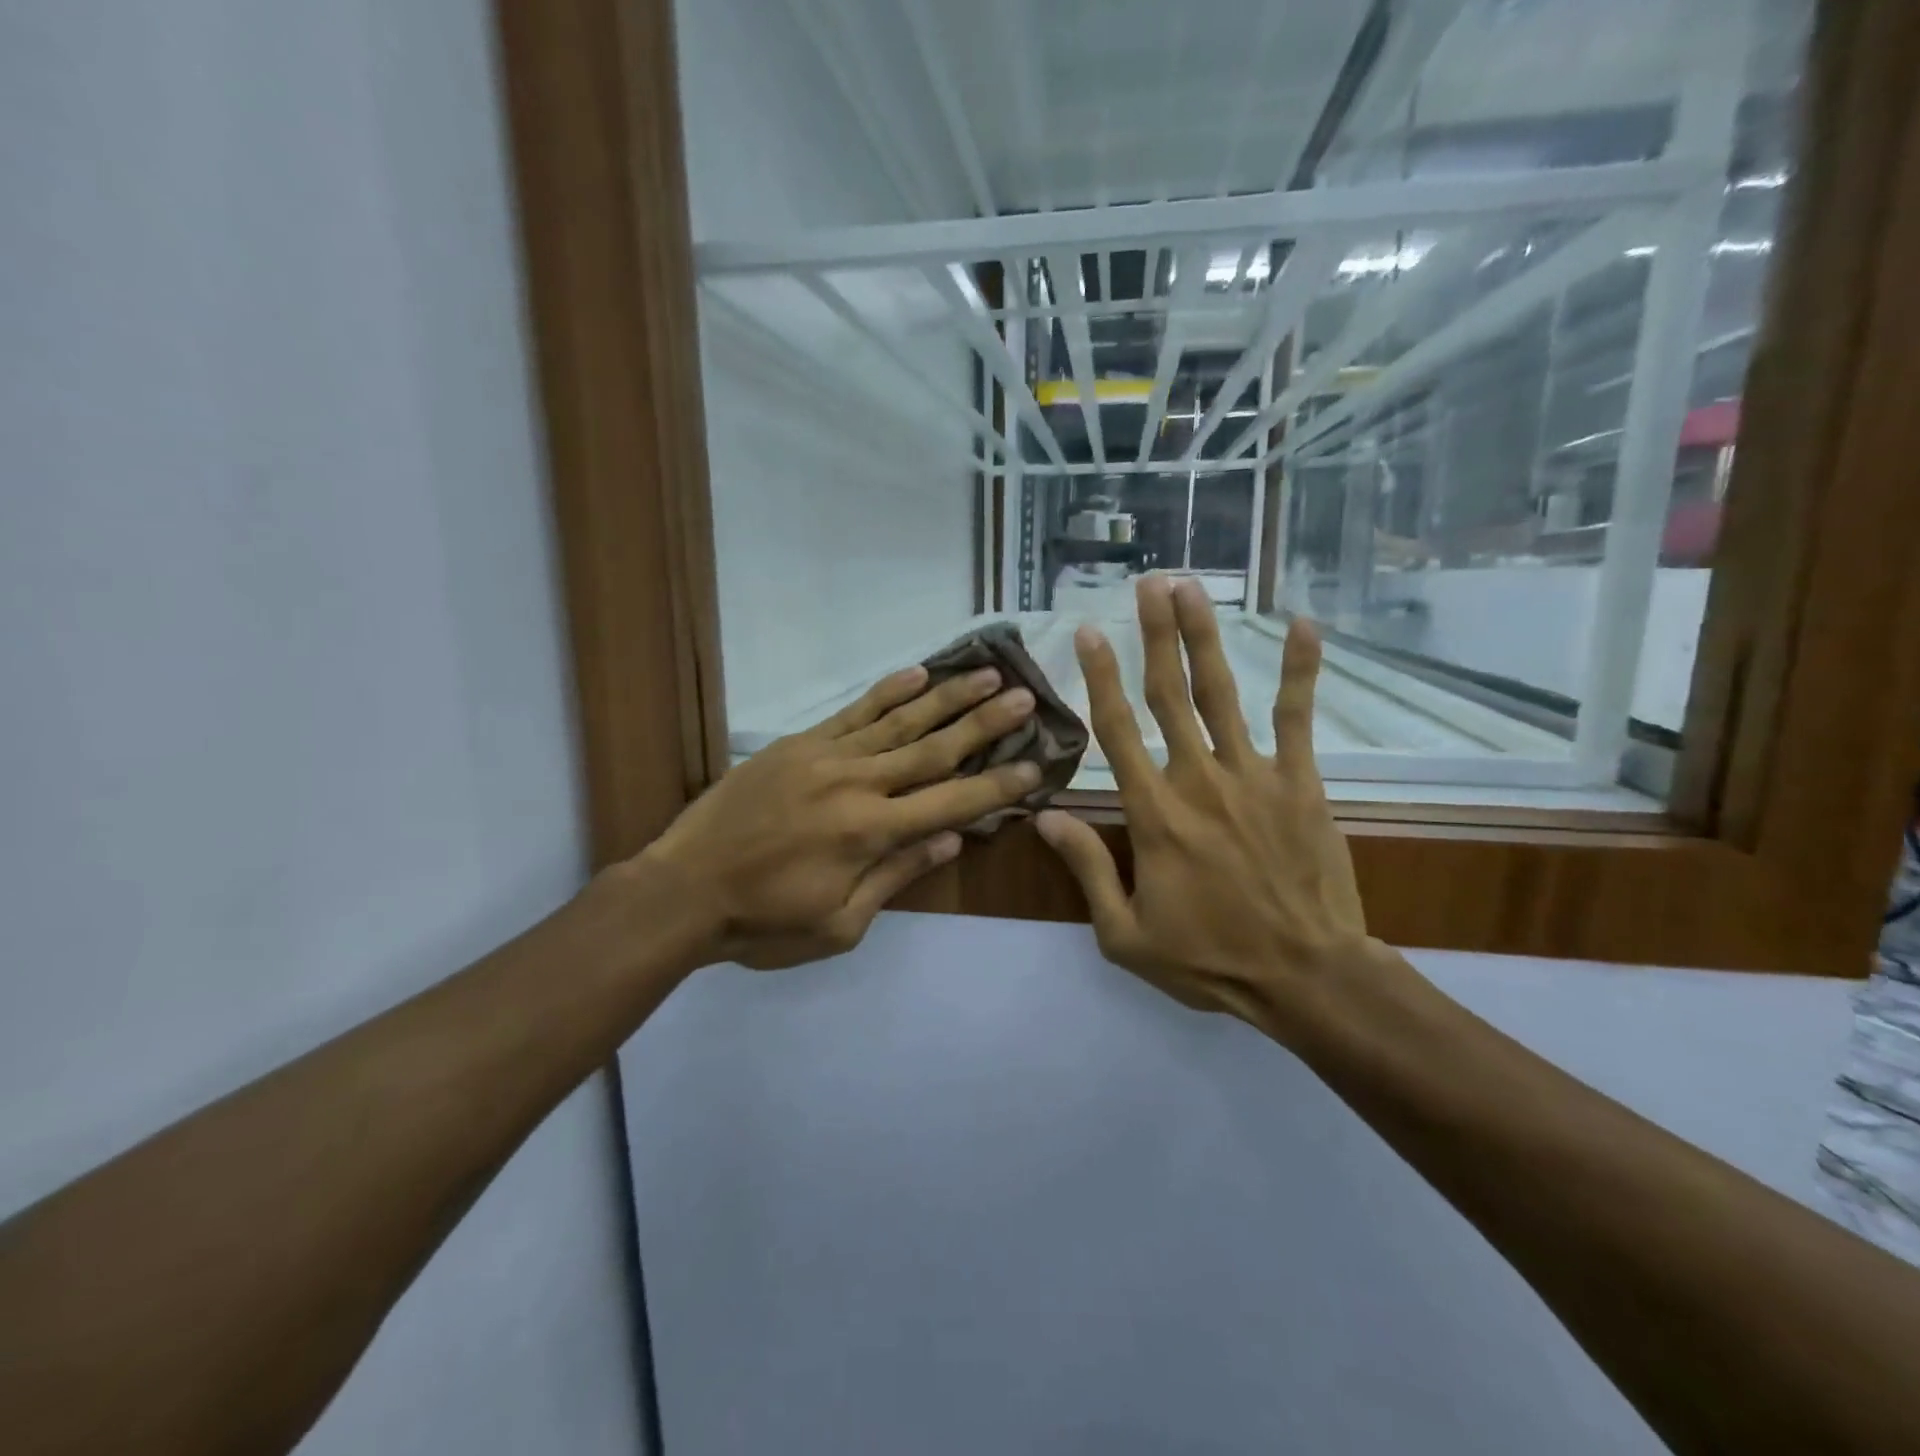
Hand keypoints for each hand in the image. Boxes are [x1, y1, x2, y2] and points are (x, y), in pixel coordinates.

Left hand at [640, 665, 1039, 968]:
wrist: (682, 891)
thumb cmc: (763, 923)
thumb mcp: (839, 924)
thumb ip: (896, 876)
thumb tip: (950, 839)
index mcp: (871, 833)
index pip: (951, 802)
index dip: (996, 785)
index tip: (1035, 765)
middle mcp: (857, 784)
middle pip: (934, 748)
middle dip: (984, 723)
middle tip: (1024, 697)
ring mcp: (825, 756)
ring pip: (899, 720)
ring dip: (947, 696)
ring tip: (986, 672)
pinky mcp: (798, 744)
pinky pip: (852, 712)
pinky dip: (887, 691)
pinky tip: (916, 672)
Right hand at [1037, 576, 1384, 1038]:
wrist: (1306, 976)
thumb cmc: (1209, 959)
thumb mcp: (1125, 933)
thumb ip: (1086, 868)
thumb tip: (1043, 816)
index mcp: (1154, 814)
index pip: (1117, 731)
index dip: (1100, 677)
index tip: (1089, 632)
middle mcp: (1198, 779)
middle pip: (1169, 694)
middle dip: (1155, 634)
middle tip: (1148, 584)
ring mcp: (1254, 775)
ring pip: (1221, 693)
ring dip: (1204, 637)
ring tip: (1192, 589)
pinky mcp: (1301, 781)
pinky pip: (1297, 717)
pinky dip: (1301, 671)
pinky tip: (1304, 626)